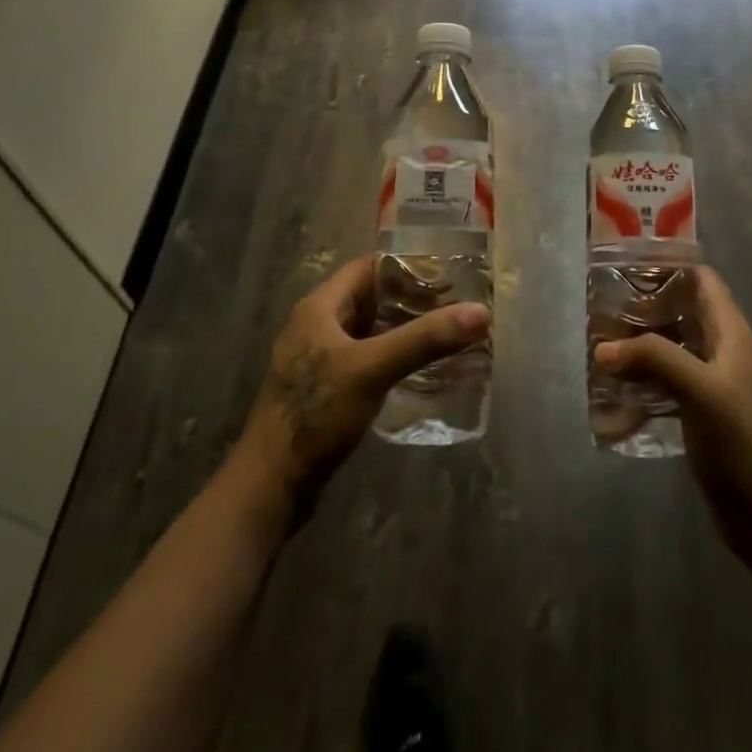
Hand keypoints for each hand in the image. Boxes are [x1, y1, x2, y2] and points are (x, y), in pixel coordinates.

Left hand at [234, 255, 489, 519]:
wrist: (271, 485)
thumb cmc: (316, 414)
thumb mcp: (373, 369)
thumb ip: (424, 339)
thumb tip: (480, 311)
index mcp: (319, 307)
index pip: (367, 267)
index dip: (406, 266)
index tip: (447, 274)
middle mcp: (316, 325)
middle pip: (370, 298)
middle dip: (411, 300)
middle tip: (455, 306)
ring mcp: (318, 358)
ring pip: (368, 330)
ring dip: (403, 329)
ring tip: (445, 334)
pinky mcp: (324, 388)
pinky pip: (365, 358)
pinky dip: (392, 356)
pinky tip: (419, 370)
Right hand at [592, 267, 751, 547]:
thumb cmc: (739, 443)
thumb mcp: (700, 391)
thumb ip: (654, 360)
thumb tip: (603, 349)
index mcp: (731, 333)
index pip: (702, 280)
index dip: (670, 267)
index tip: (629, 266)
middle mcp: (721, 350)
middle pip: (681, 310)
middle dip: (644, 307)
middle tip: (604, 309)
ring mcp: (710, 381)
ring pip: (670, 345)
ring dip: (639, 343)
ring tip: (601, 345)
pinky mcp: (699, 409)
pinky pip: (665, 380)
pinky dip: (642, 378)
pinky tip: (614, 390)